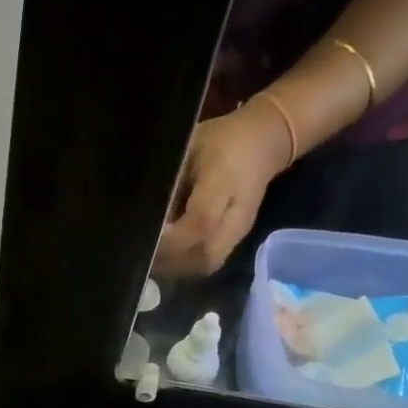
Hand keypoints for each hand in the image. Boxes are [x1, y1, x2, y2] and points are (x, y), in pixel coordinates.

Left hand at [152, 103, 291, 279]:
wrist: (264, 144)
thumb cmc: (220, 141)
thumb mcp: (189, 147)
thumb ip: (171, 181)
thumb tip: (145, 215)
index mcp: (225, 182)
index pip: (199, 223)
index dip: (170, 239)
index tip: (144, 239)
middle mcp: (236, 215)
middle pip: (203, 254)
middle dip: (170, 260)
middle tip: (143, 253)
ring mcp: (239, 232)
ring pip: (206, 264)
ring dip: (177, 267)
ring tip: (153, 258)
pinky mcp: (236, 241)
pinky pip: (209, 263)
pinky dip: (186, 266)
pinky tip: (169, 257)